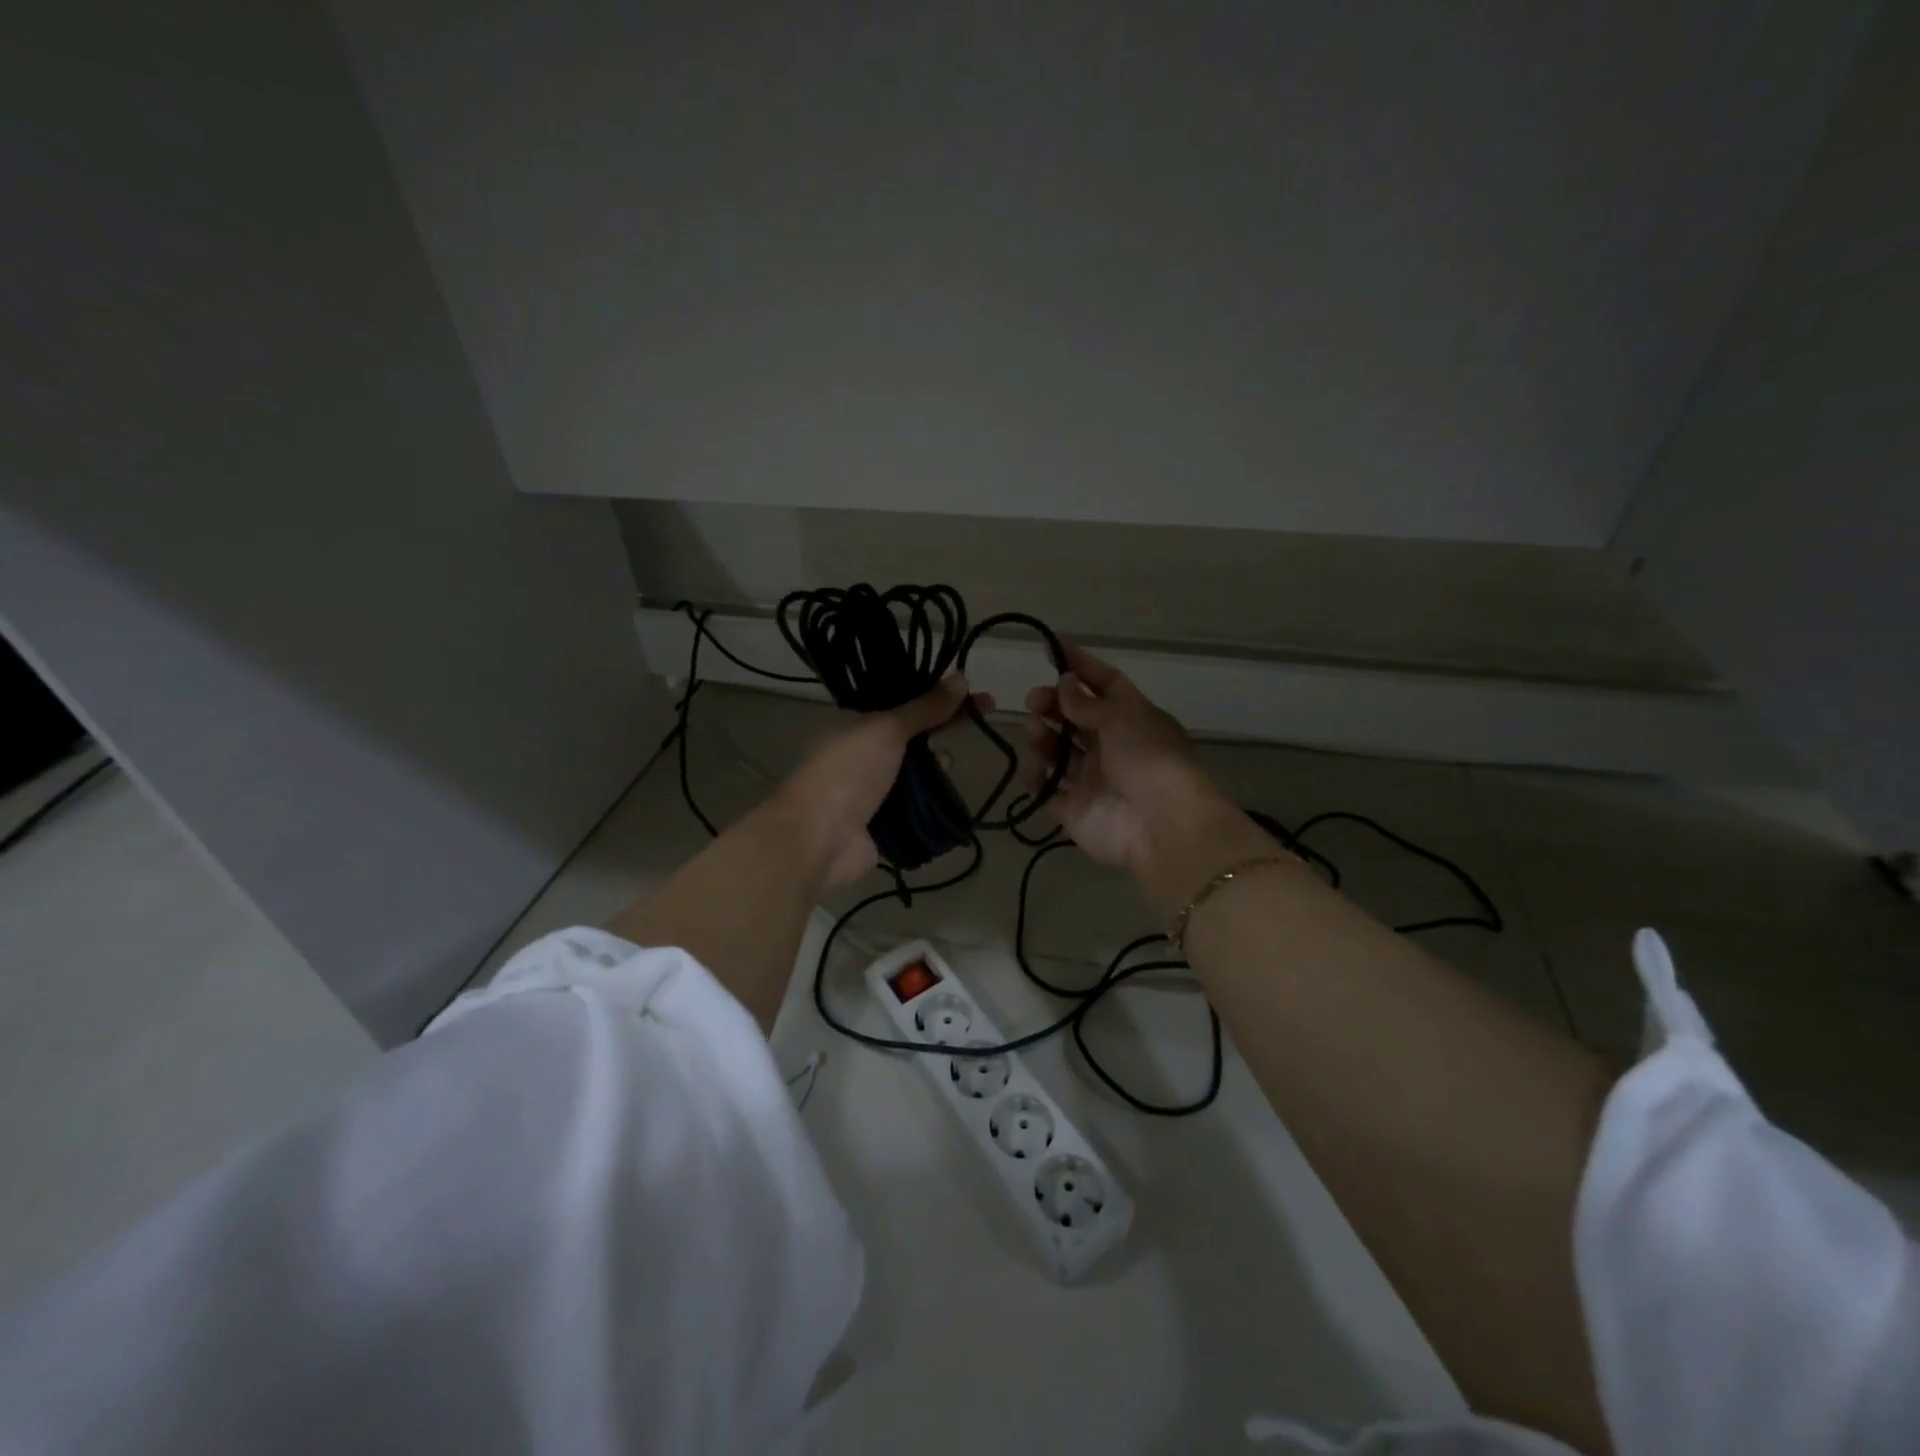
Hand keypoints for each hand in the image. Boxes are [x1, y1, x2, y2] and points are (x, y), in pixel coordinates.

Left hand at [775, 674, 986, 887]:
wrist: (819, 838)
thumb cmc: (848, 772)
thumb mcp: (886, 729)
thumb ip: (925, 707)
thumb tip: (961, 678)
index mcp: (857, 724)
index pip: (906, 702)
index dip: (941, 696)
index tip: (976, 694)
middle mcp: (865, 753)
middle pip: (914, 736)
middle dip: (944, 728)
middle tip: (984, 720)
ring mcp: (875, 790)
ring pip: (918, 771)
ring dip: (938, 766)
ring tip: (953, 763)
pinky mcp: (886, 822)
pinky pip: (918, 805)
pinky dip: (935, 799)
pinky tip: (950, 794)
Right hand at [1021, 646, 1208, 873]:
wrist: (1157, 824)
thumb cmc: (1146, 758)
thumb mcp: (1121, 717)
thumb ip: (1086, 702)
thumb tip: (1063, 682)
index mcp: (1131, 720)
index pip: (1105, 685)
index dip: (1081, 666)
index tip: (1052, 649)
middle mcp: (1112, 747)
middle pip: (1074, 718)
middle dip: (1052, 705)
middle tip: (1034, 701)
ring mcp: (1092, 779)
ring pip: (1058, 752)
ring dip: (1042, 738)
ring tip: (1035, 734)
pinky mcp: (1074, 809)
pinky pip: (1047, 790)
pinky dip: (1037, 779)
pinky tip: (1035, 771)